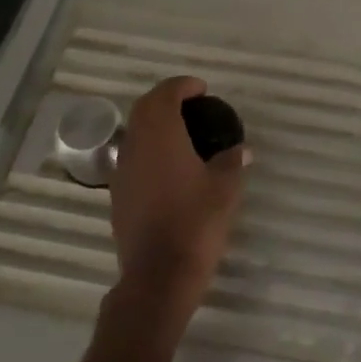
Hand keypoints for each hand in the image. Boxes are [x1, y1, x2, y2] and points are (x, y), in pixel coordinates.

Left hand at [109, 76, 249, 323]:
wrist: (159, 275)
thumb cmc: (195, 223)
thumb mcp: (225, 189)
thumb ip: (232, 162)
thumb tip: (241, 149)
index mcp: (161, 136)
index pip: (164, 95)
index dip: (182, 86)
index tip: (202, 89)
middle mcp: (135, 147)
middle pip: (144, 109)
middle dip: (166, 100)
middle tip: (192, 104)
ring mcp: (122, 172)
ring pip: (135, 134)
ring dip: (155, 125)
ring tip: (183, 134)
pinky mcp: (119, 196)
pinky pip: (133, 158)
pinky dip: (150, 150)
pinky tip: (171, 167)